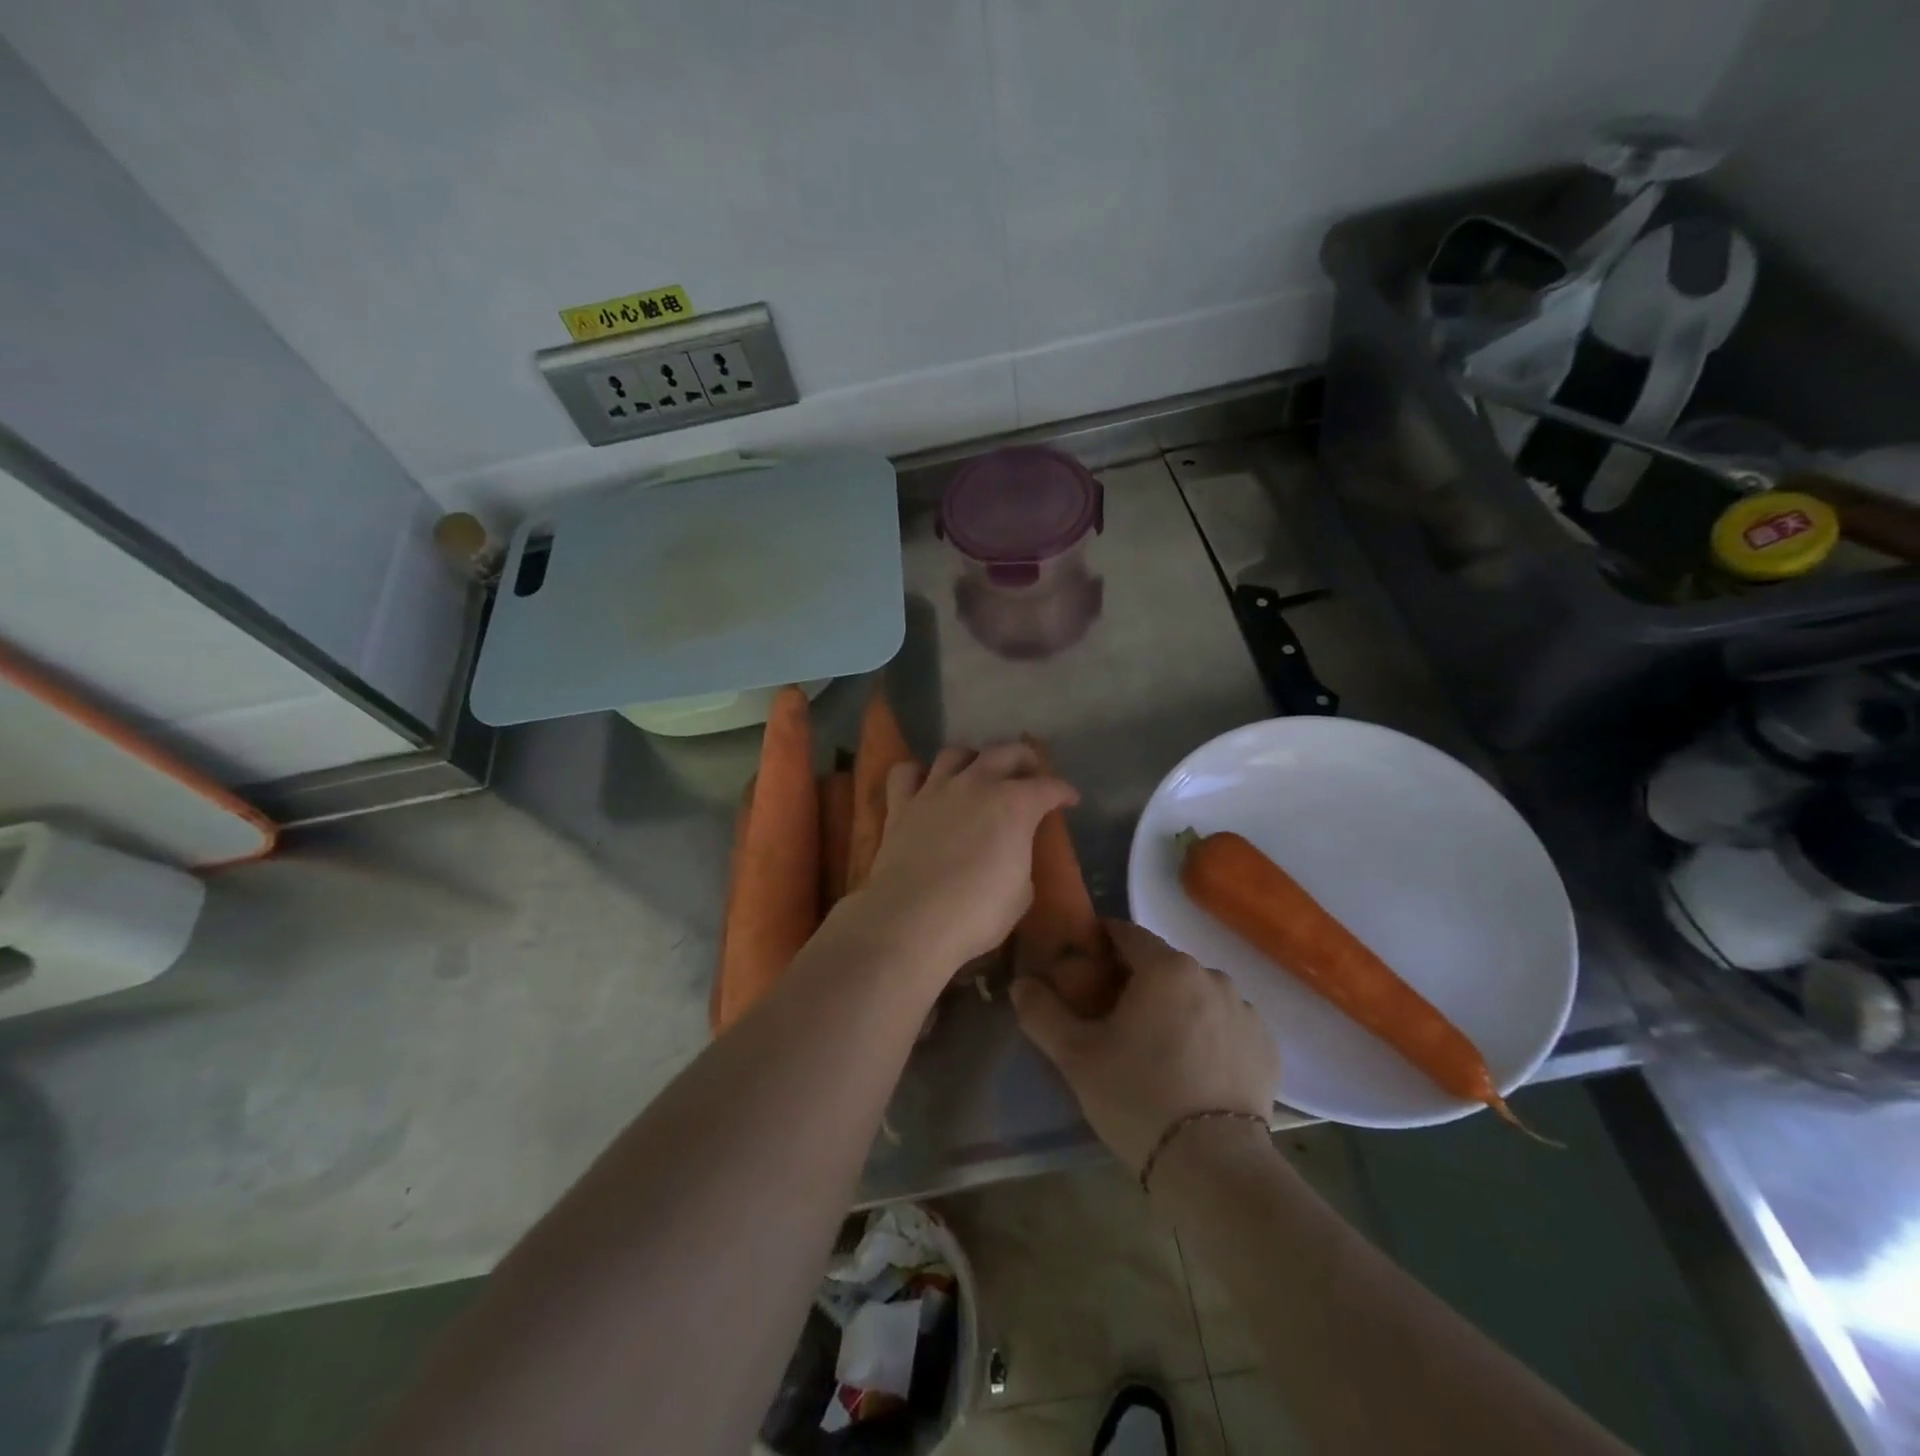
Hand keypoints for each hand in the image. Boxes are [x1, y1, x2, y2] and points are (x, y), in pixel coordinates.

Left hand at [845, 742, 1076, 981]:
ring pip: (955, 753)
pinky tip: (924, 784)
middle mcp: (975, 785)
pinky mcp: (900, 806)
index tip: (1070, 799)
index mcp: (1014, 805)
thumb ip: (1020, 857)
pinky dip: (917, 773)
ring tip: (978, 771)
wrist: (912, 921)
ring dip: (972, 757)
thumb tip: (1011, 850)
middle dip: (1023, 758)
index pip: (1049, 787)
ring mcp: (934, 791)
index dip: (1064, 791)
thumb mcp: (1021, 891)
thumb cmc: (977, 913)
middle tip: (1031, 771)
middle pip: (1004, 752)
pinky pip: (905, 773)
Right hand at [1012, 920, 1277, 1173]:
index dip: (1101, 945)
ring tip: (1156, 1050)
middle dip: (1137, 981)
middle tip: (1113, 1019)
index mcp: (1166, 967)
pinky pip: (1225, 1024)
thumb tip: (1020, 984)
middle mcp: (1211, 975)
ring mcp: (1245, 1010)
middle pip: (1162, 965)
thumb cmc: (1138, 1098)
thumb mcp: (1076, 1056)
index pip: (1126, 934)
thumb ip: (1042, 1012)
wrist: (1216, 1167)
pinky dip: (1207, 1034)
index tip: (1084, 969)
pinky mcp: (1266, 1045)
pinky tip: (1193, 1070)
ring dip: (1174, 1007)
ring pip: (1196, 994)